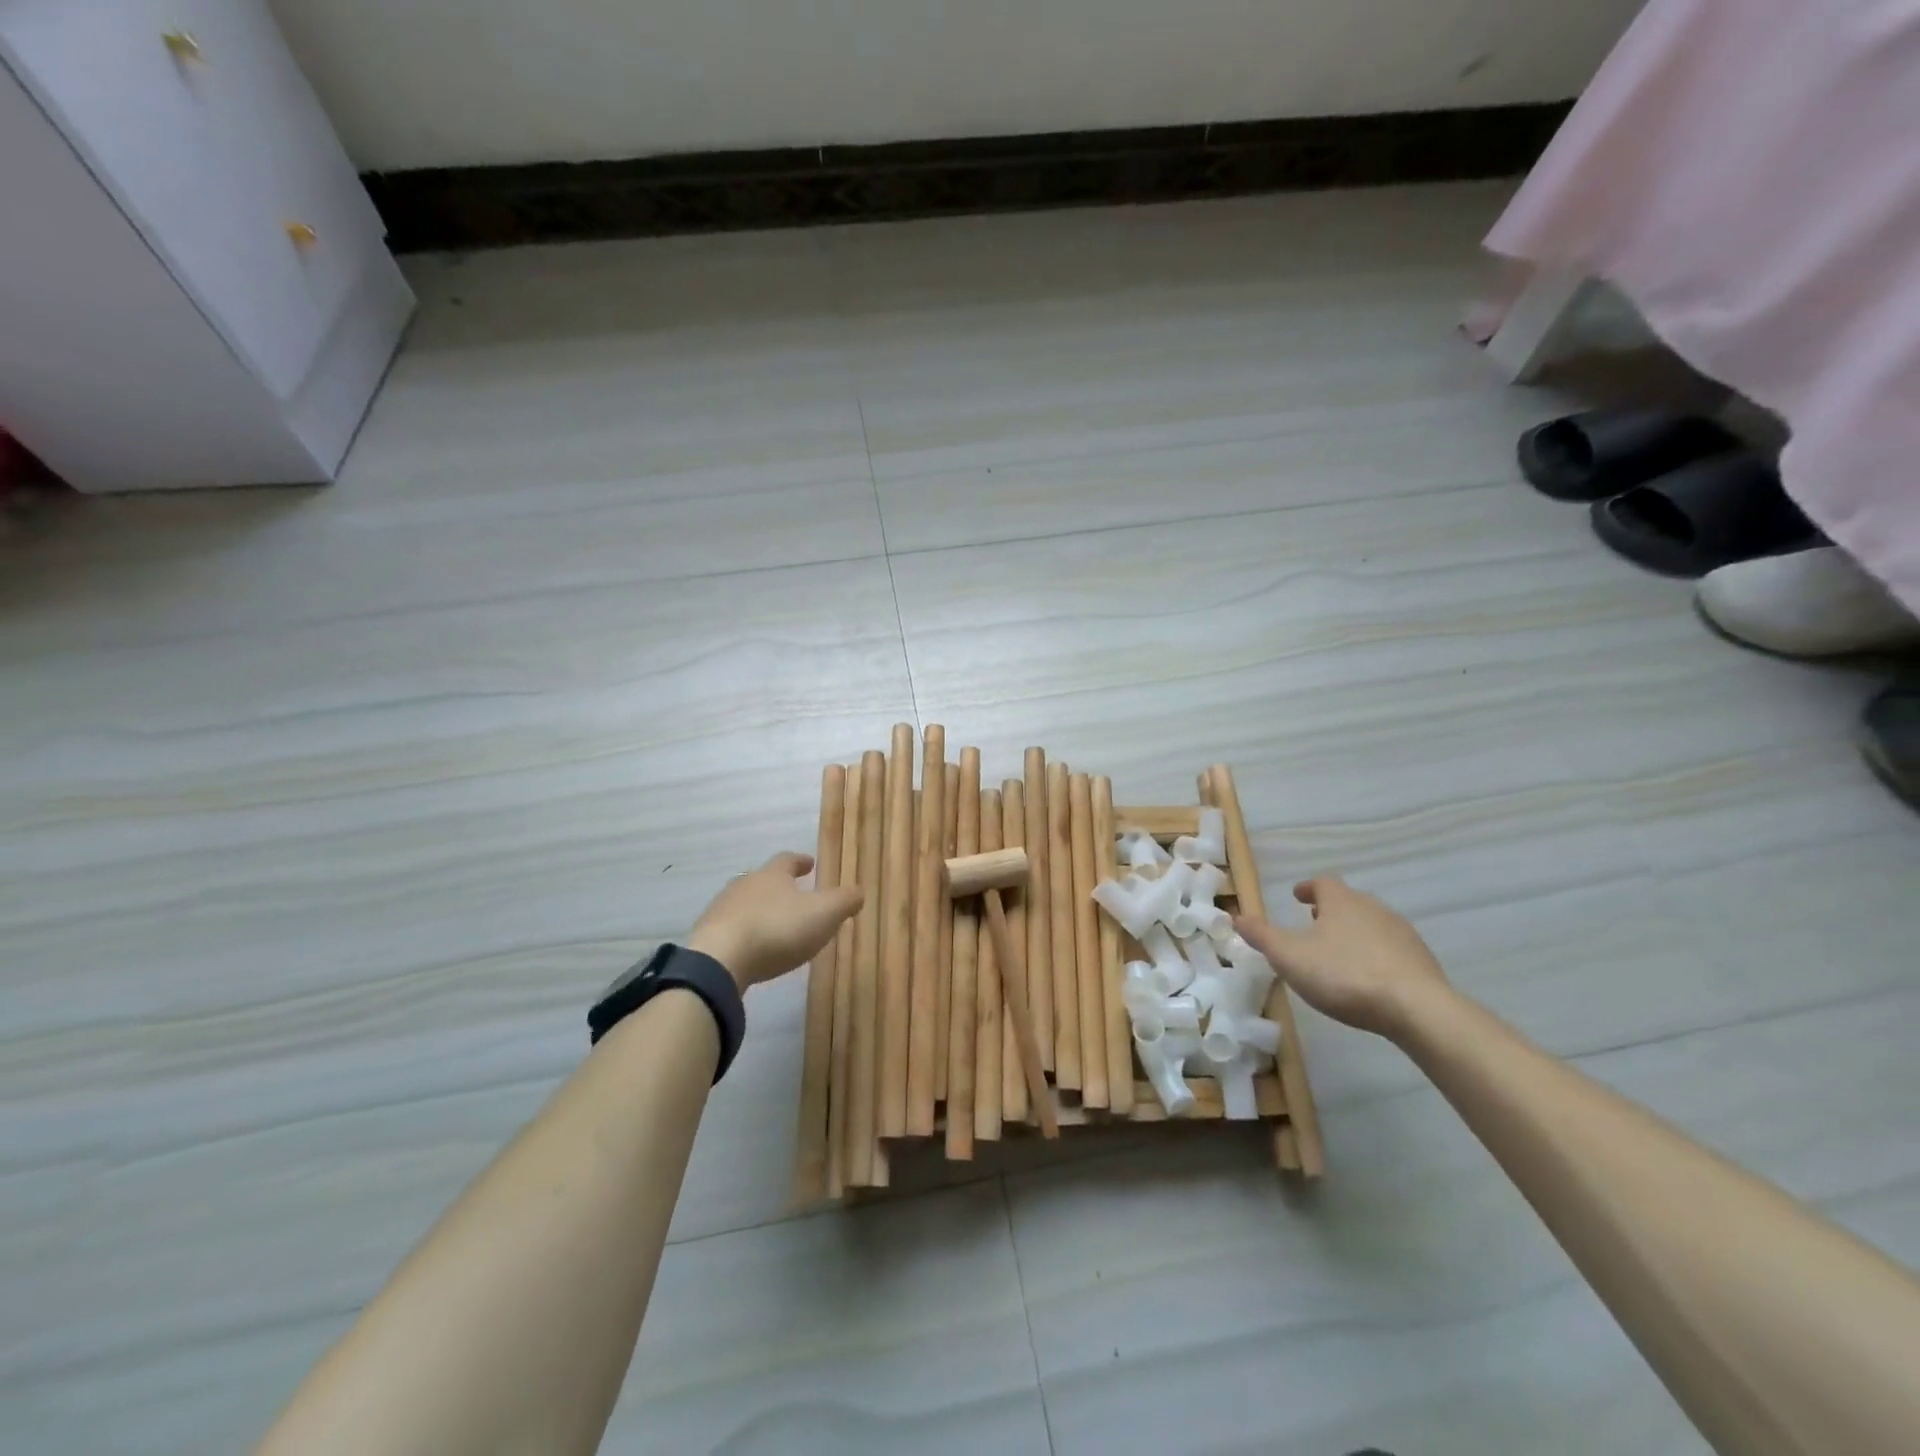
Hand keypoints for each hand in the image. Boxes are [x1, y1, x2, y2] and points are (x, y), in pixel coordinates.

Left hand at [686, 852, 863, 990]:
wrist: (719, 960)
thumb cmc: (777, 929)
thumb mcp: (823, 914)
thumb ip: (844, 901)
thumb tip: (859, 892)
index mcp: (772, 875)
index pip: (787, 860)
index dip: (800, 861)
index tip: (809, 863)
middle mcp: (744, 885)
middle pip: (762, 880)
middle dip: (778, 886)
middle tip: (793, 895)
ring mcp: (721, 910)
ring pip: (744, 904)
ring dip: (759, 911)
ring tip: (773, 925)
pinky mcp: (706, 937)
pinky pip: (730, 929)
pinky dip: (743, 934)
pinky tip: (751, 950)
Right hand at [1234, 876, 1450, 1038]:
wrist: (1417, 1008)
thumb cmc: (1344, 974)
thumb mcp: (1289, 957)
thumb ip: (1262, 936)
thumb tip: (1237, 916)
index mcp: (1341, 902)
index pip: (1322, 883)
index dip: (1308, 888)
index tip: (1297, 896)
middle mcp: (1373, 908)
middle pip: (1349, 901)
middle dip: (1330, 910)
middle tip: (1314, 924)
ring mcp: (1402, 933)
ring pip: (1371, 924)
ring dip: (1354, 932)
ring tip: (1339, 952)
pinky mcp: (1422, 960)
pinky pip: (1392, 949)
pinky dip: (1376, 954)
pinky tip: (1368, 977)